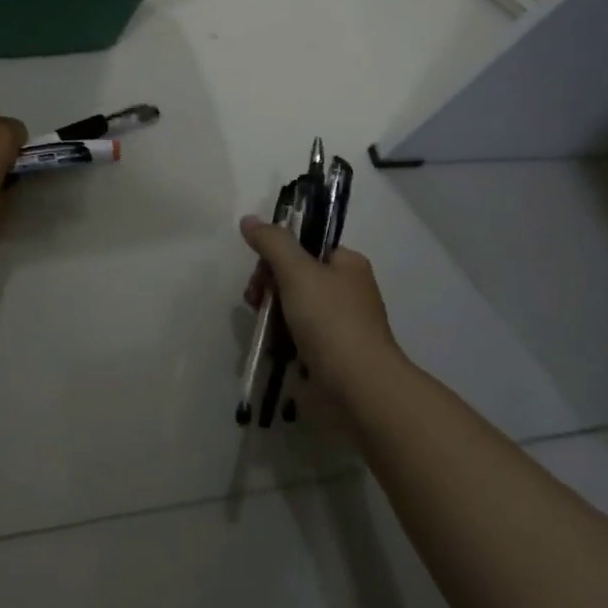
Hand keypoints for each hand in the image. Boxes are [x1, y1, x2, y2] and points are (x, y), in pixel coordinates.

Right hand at [240, 216, 403, 406]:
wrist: (359, 388)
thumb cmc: (330, 321)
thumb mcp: (297, 271)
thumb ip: (272, 242)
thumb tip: (249, 219)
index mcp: (348, 264)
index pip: (306, 245)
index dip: (277, 254)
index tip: (260, 272)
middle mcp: (347, 290)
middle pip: (296, 275)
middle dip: (269, 285)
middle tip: (255, 300)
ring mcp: (341, 324)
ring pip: (295, 307)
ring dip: (272, 313)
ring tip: (261, 327)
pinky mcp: (333, 353)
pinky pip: (300, 336)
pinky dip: (283, 338)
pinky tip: (271, 346)